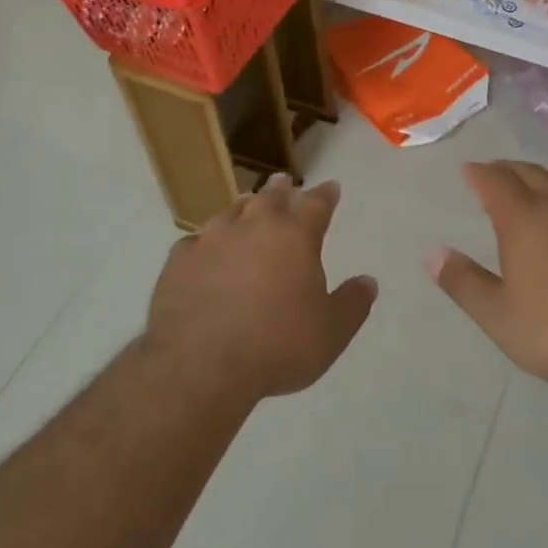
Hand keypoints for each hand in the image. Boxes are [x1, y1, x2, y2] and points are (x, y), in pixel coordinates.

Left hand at [146, 174, 375, 403]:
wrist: (200, 364)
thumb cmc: (276, 347)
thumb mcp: (330, 334)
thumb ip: (352, 304)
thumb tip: (368, 281)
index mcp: (295, 236)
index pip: (316, 204)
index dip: (325, 195)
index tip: (331, 187)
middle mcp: (254, 226)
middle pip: (270, 197)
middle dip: (281, 189)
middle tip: (284, 182)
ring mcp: (212, 239)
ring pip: (231, 211)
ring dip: (243, 206)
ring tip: (246, 205)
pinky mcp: (179, 260)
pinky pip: (196, 241)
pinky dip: (206, 242)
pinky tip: (204, 250)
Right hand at [427, 161, 547, 392]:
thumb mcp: (501, 317)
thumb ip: (465, 284)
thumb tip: (433, 253)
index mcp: (524, 219)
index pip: (495, 182)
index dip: (479, 173)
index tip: (468, 170)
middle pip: (530, 173)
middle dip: (508, 169)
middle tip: (496, 171)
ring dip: (545, 176)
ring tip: (537, 182)